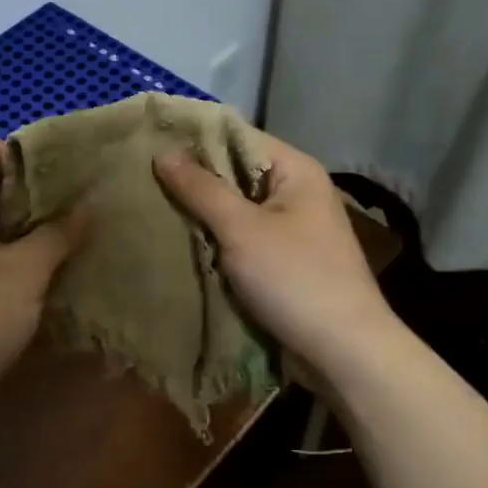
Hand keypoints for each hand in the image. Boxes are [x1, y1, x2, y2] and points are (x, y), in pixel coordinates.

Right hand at [155, 137, 395, 378]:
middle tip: (144, 181)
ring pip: (237, 209)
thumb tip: (164, 152)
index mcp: (296, 171)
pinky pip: (244, 239)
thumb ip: (201, 189)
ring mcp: (294, 229)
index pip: (239, 137)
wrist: (343, 351)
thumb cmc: (293, 278)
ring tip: (155, 209)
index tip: (150, 145)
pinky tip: (184, 243)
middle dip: (195, 180)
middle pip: (237, 173)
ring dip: (203, 214)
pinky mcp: (286, 261)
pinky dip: (217, 240)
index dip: (196, 139)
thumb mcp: (241, 229)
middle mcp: (297, 192)